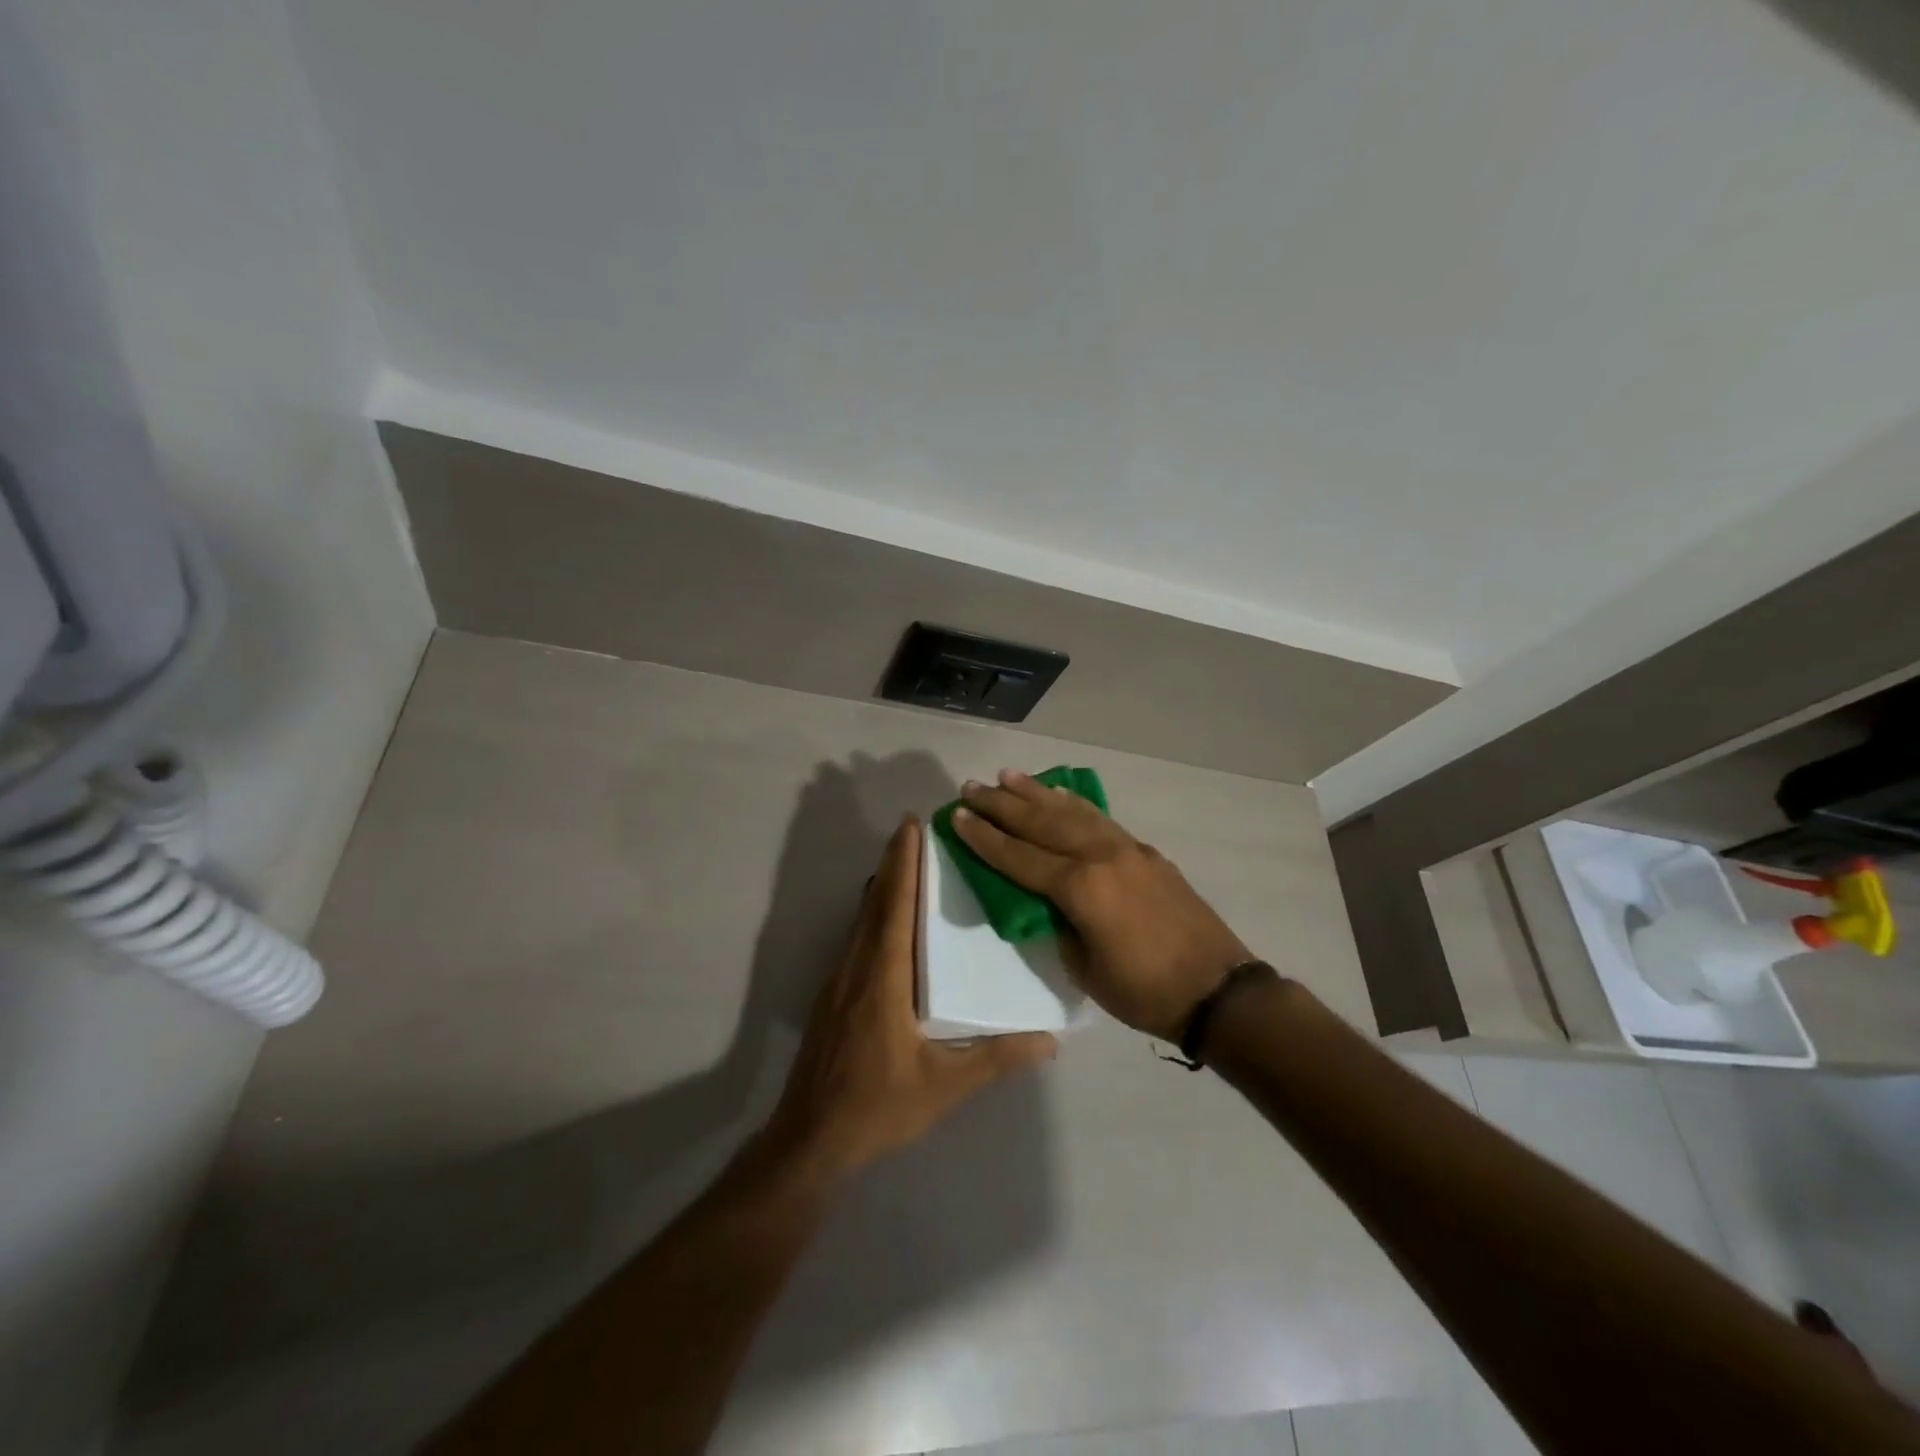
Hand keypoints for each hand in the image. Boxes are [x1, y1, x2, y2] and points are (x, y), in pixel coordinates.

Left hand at [765, 816, 1056, 1184]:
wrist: (810, 1139)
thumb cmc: (877, 1107)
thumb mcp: (943, 1086)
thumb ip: (995, 1059)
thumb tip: (1049, 1040)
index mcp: (883, 978)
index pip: (894, 907)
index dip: (903, 864)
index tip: (911, 825)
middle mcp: (857, 968)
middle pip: (874, 902)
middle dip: (893, 862)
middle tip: (914, 829)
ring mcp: (839, 980)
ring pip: (861, 918)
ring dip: (882, 885)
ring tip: (905, 862)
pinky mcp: (833, 996)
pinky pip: (856, 938)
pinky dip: (873, 912)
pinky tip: (888, 920)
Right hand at [953, 770, 1252, 1041]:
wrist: (1218, 990)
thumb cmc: (1145, 991)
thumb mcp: (1084, 968)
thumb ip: (1057, 924)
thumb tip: (1042, 900)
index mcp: (1081, 887)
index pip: (1019, 857)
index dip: (985, 838)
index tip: (957, 816)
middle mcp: (1101, 856)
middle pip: (1041, 823)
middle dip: (1002, 804)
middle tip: (971, 786)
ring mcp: (1127, 849)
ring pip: (1072, 811)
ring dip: (1036, 792)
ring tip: (1007, 776)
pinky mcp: (1145, 852)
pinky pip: (1099, 819)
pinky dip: (1074, 803)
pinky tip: (1060, 794)